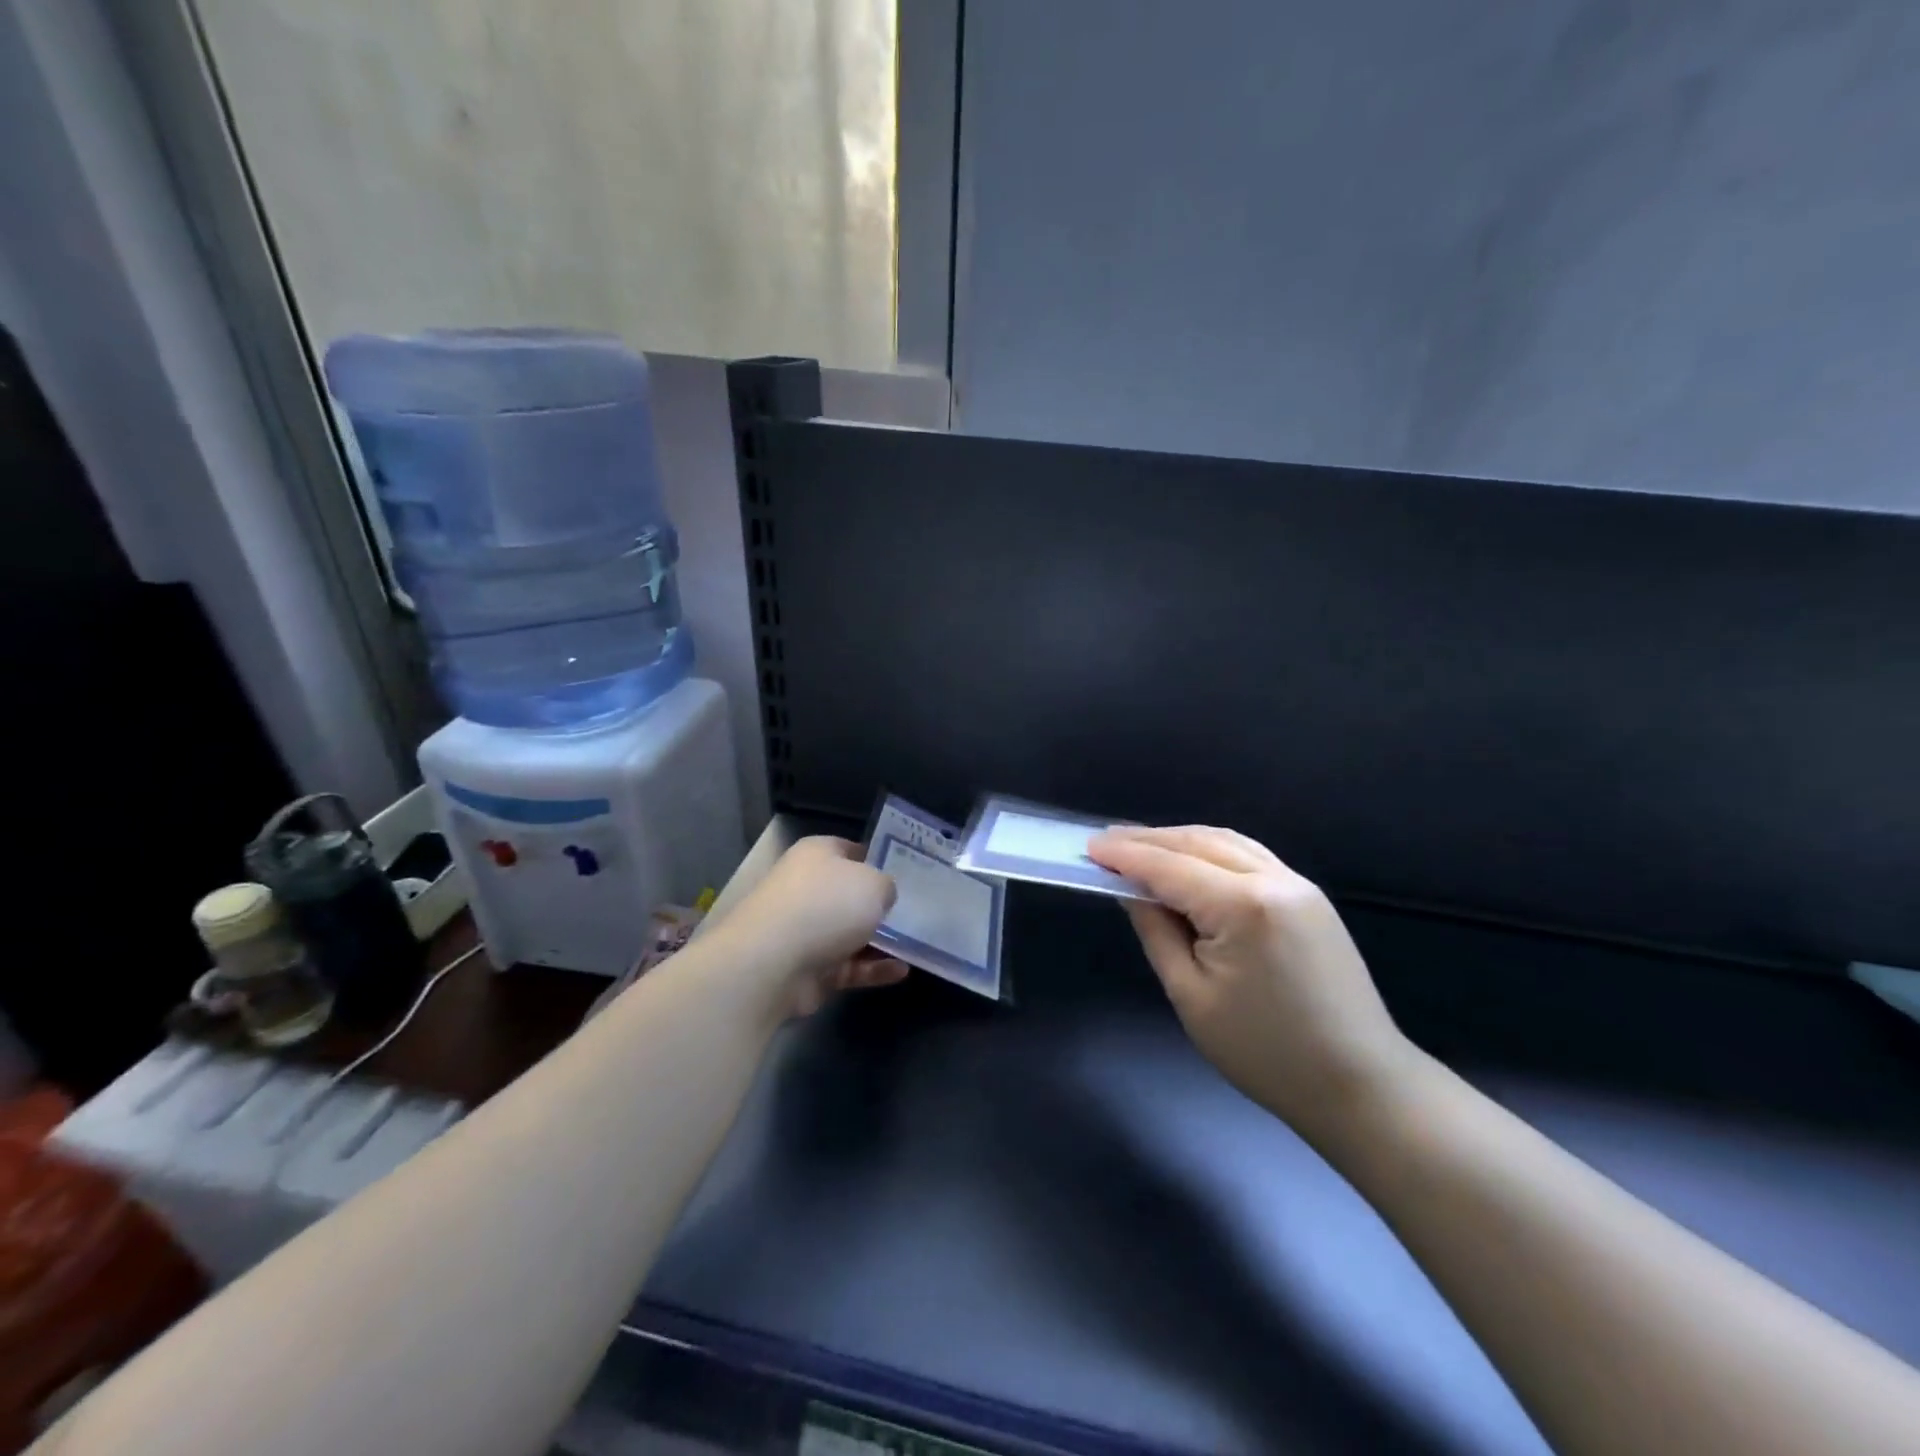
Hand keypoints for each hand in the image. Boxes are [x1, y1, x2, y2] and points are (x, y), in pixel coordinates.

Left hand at [717, 836, 907, 1018]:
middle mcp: (808, 888)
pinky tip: (901, 972)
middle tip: (918, 910)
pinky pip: (849, 966)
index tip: (908, 873)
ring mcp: (806, 930)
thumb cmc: (827, 905)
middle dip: (880, 904)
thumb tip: (883, 895)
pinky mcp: (809, 969)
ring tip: (916, 944)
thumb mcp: (873, 882)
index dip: (879, 859)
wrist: (773, 963)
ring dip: (881, 940)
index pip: (852, 850)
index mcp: (817, 855)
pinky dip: (873, 969)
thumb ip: (886, 886)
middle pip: (851, 894)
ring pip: (852, 933)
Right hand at [1089, 825, 1413, 1143]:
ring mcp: (1298, 885)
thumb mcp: (1191, 996)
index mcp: (1242, 906)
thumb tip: (1132, 890)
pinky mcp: (1310, 898)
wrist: (1361, 1085)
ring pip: (1226, 842)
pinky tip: (1192, 861)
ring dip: (1180, 840)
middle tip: (1106, 843)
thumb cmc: (1266, 1053)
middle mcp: (1274, 880)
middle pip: (1198, 842)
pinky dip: (1212, 851)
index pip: (1169, 866)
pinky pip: (1250, 856)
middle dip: (1149, 840)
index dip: (1126, 855)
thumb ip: (1157, 931)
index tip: (1089, 847)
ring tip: (1141, 847)